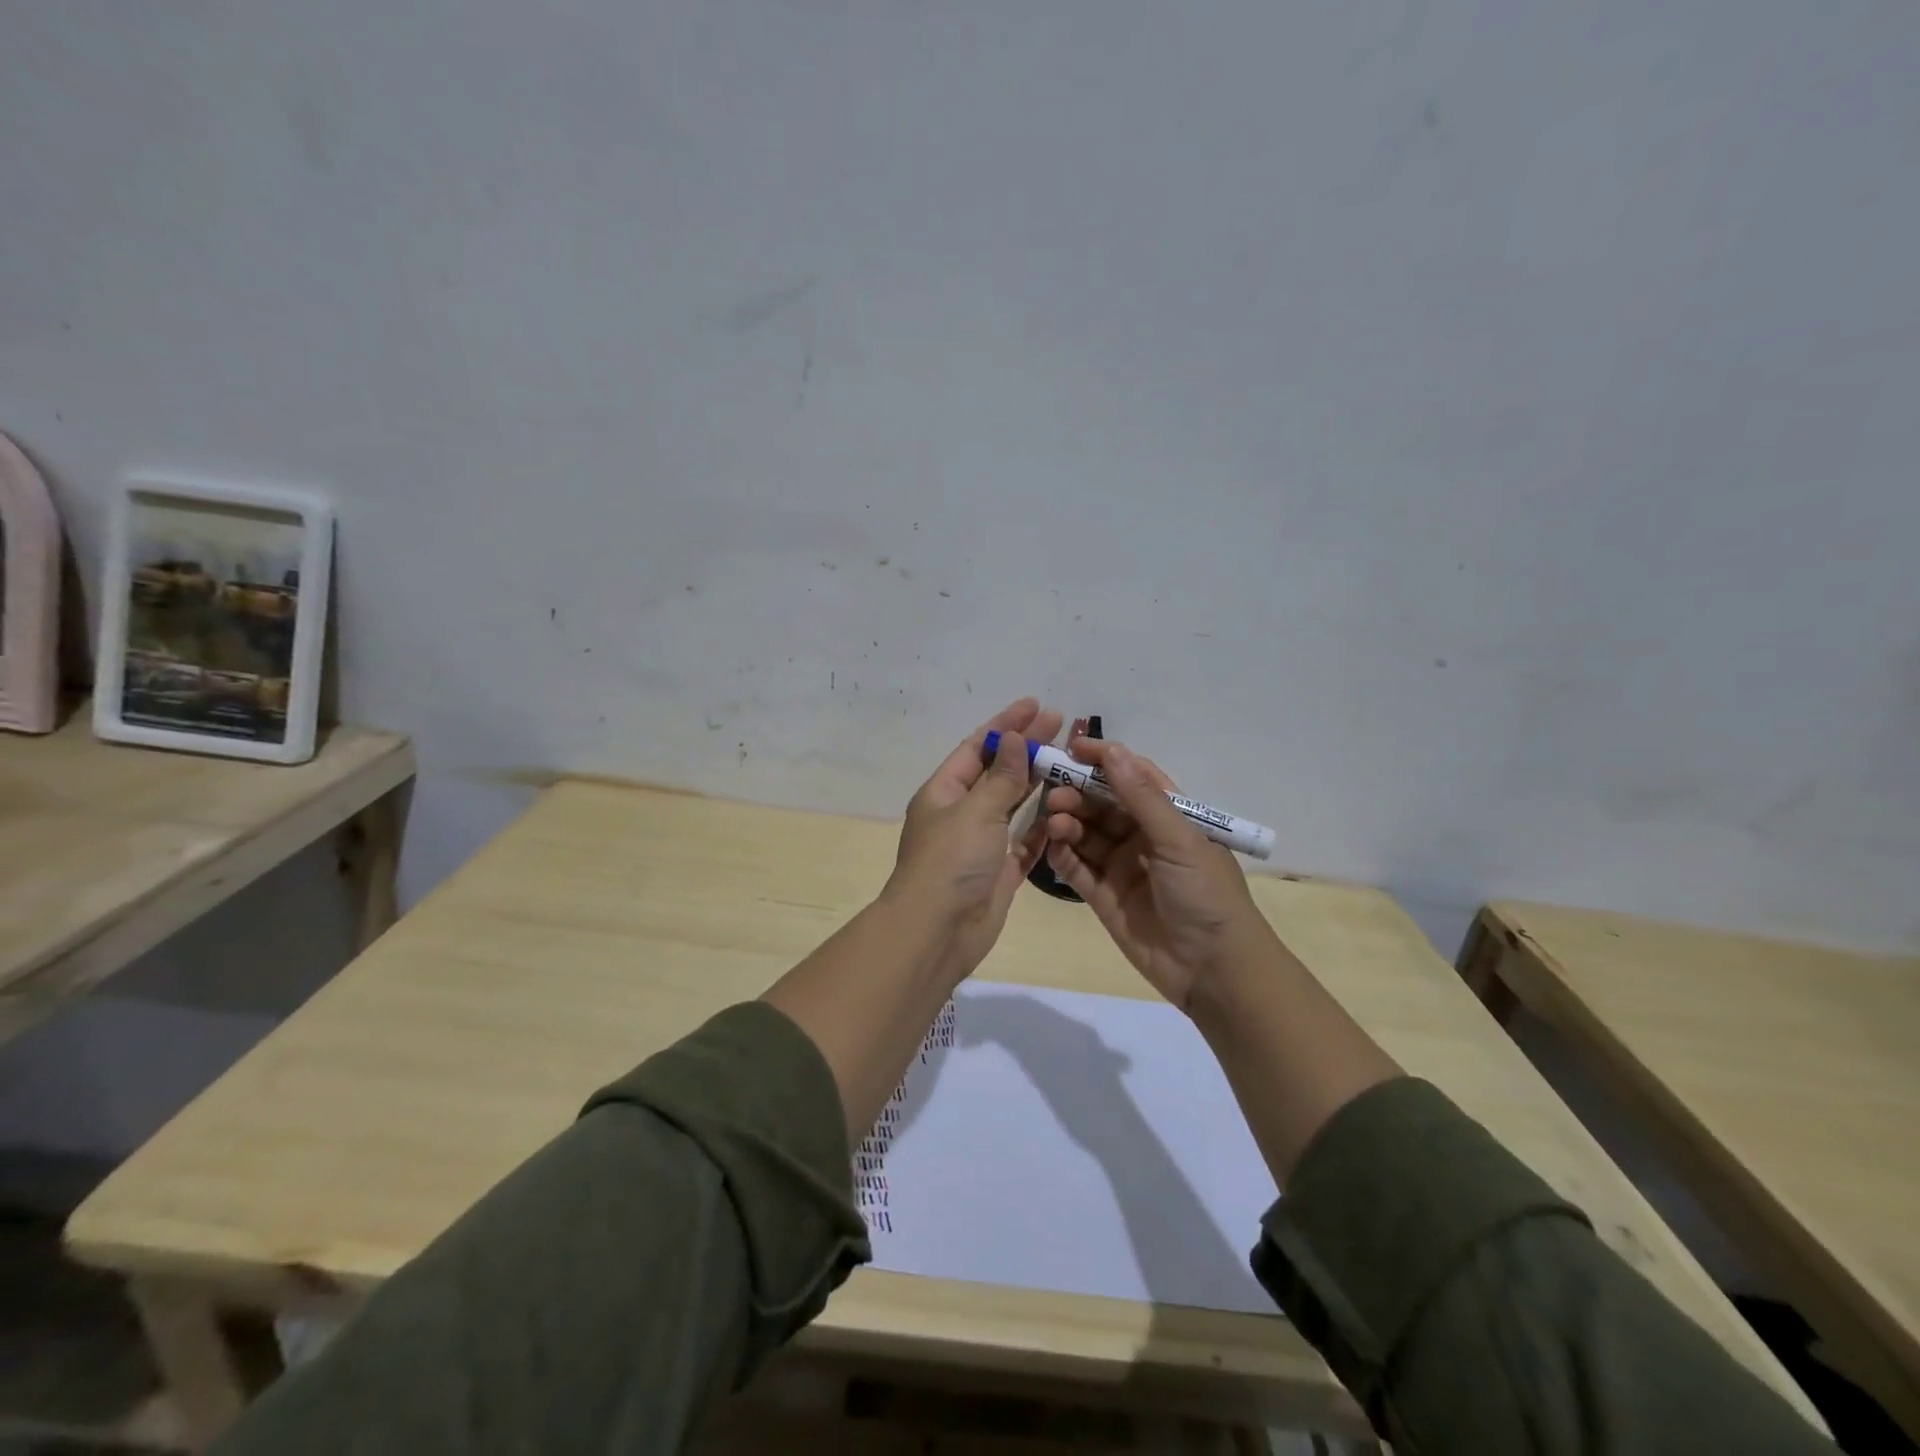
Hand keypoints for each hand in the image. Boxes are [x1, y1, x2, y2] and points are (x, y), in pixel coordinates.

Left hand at [884, 697, 1062, 972]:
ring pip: (1014, 805)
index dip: (1005, 725)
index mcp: (944, 792)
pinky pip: (1026, 842)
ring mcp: (981, 844)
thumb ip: (1001, 777)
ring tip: (1070, 760)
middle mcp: (961, 813)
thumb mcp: (975, 811)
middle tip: (1061, 723)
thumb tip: (1013, 739)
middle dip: (1027, 748)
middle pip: (998, 773)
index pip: (976, 748)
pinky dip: (1043, 826)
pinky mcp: (1001, 871)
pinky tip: (1066, 809)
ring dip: (1038, 783)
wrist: (938, 931)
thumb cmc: (950, 861)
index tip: (1034, 705)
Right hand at [1042, 736, 1270, 1012]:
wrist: (1213, 970)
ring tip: (1054, 820)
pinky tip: (1052, 845)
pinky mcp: (1103, 896)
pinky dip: (1062, 855)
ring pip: (1086, 834)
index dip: (1104, 760)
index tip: (1071, 748)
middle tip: (1053, 793)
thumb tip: (1112, 751)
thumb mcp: (1179, 839)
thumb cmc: (1205, 894)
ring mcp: (1122, 866)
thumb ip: (1142, 797)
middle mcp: (1143, 836)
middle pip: (1103, 804)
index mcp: (1170, 816)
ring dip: (1068, 822)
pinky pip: (1077, 868)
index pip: (1133, 777)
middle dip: (1078, 793)